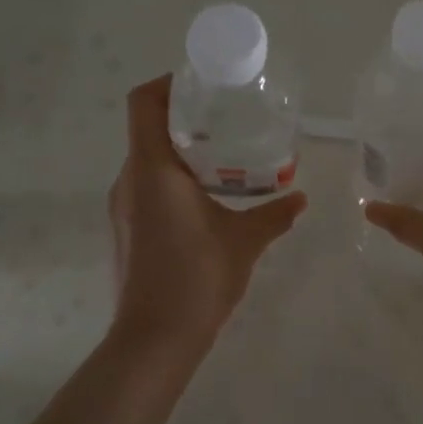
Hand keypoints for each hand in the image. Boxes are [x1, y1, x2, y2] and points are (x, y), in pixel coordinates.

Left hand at [108, 75, 307, 355]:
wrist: (154, 339)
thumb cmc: (198, 277)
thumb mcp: (245, 240)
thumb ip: (275, 214)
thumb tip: (300, 197)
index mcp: (152, 169)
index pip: (143, 103)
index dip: (167, 83)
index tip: (201, 84)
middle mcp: (129, 180)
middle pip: (147, 129)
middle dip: (184, 119)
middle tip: (226, 120)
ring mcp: (122, 207)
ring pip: (147, 161)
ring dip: (180, 153)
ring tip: (223, 160)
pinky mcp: (126, 230)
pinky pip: (146, 188)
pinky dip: (172, 181)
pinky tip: (206, 200)